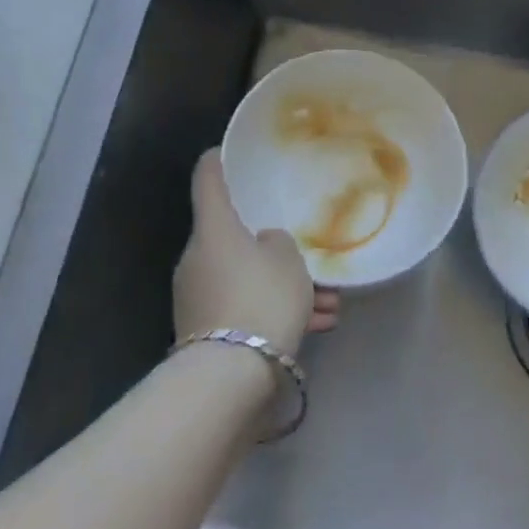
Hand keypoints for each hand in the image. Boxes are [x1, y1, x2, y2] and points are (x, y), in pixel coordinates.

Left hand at [174, 149, 340, 355]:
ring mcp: (199, 296)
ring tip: (329, 303)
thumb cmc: (261, 298)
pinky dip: (276, 311)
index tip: (226, 150)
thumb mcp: (288, 259)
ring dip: (284, 286)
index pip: (207, 180)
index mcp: (214, 228)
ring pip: (248, 277)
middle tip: (307, 255)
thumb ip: (279, 242)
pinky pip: (247, 308)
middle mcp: (198, 257)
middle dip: (274, 246)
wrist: (229, 378)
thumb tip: (264, 245)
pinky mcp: (207, 332)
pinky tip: (318, 325)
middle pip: (235, 237)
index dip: (217, 161)